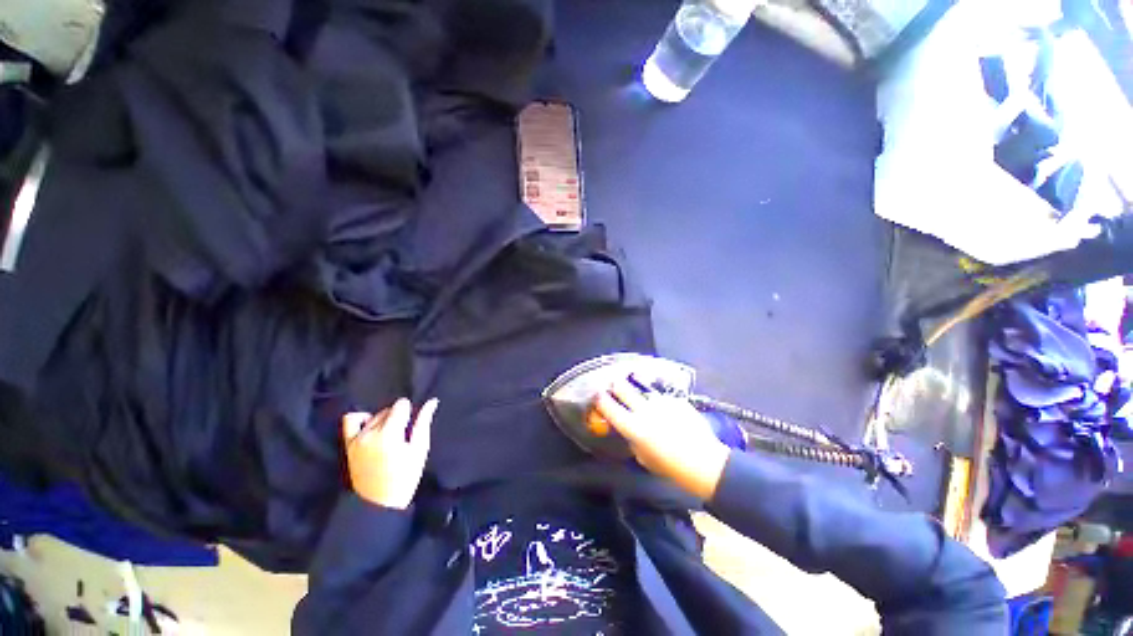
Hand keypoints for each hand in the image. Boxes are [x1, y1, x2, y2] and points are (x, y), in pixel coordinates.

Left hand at [342, 398, 437, 509]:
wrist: (379, 503)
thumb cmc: (405, 477)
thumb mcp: (420, 449)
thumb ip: (423, 422)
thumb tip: (432, 401)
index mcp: (389, 434)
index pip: (400, 405)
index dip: (410, 412)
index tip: (412, 426)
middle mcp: (370, 433)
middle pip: (388, 410)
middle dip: (398, 417)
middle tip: (404, 435)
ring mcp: (356, 439)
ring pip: (374, 415)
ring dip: (384, 420)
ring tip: (390, 435)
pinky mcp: (348, 444)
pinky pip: (351, 420)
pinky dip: (362, 418)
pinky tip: (371, 426)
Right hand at [594, 378, 729, 499]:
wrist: (705, 462)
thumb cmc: (671, 467)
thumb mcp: (644, 459)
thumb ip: (632, 441)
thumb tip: (628, 430)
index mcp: (633, 427)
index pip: (609, 406)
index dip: (600, 400)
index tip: (598, 396)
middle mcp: (643, 410)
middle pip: (622, 388)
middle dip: (615, 386)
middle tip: (613, 386)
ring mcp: (660, 402)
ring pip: (642, 389)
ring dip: (637, 391)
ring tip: (639, 394)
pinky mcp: (675, 399)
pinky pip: (660, 396)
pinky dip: (657, 400)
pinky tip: (663, 407)